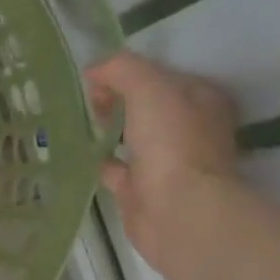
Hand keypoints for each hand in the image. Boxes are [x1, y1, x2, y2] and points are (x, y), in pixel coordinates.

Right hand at [84, 52, 240, 259]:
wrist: (177, 210)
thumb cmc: (171, 142)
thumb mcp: (148, 87)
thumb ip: (121, 69)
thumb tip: (94, 72)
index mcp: (202, 101)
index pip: (162, 75)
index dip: (129, 72)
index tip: (97, 80)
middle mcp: (190, 129)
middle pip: (148, 105)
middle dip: (117, 99)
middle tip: (88, 102)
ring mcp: (169, 162)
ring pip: (133, 136)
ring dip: (109, 129)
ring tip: (78, 122)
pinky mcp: (144, 189)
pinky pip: (116, 168)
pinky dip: (99, 160)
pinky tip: (77, 153)